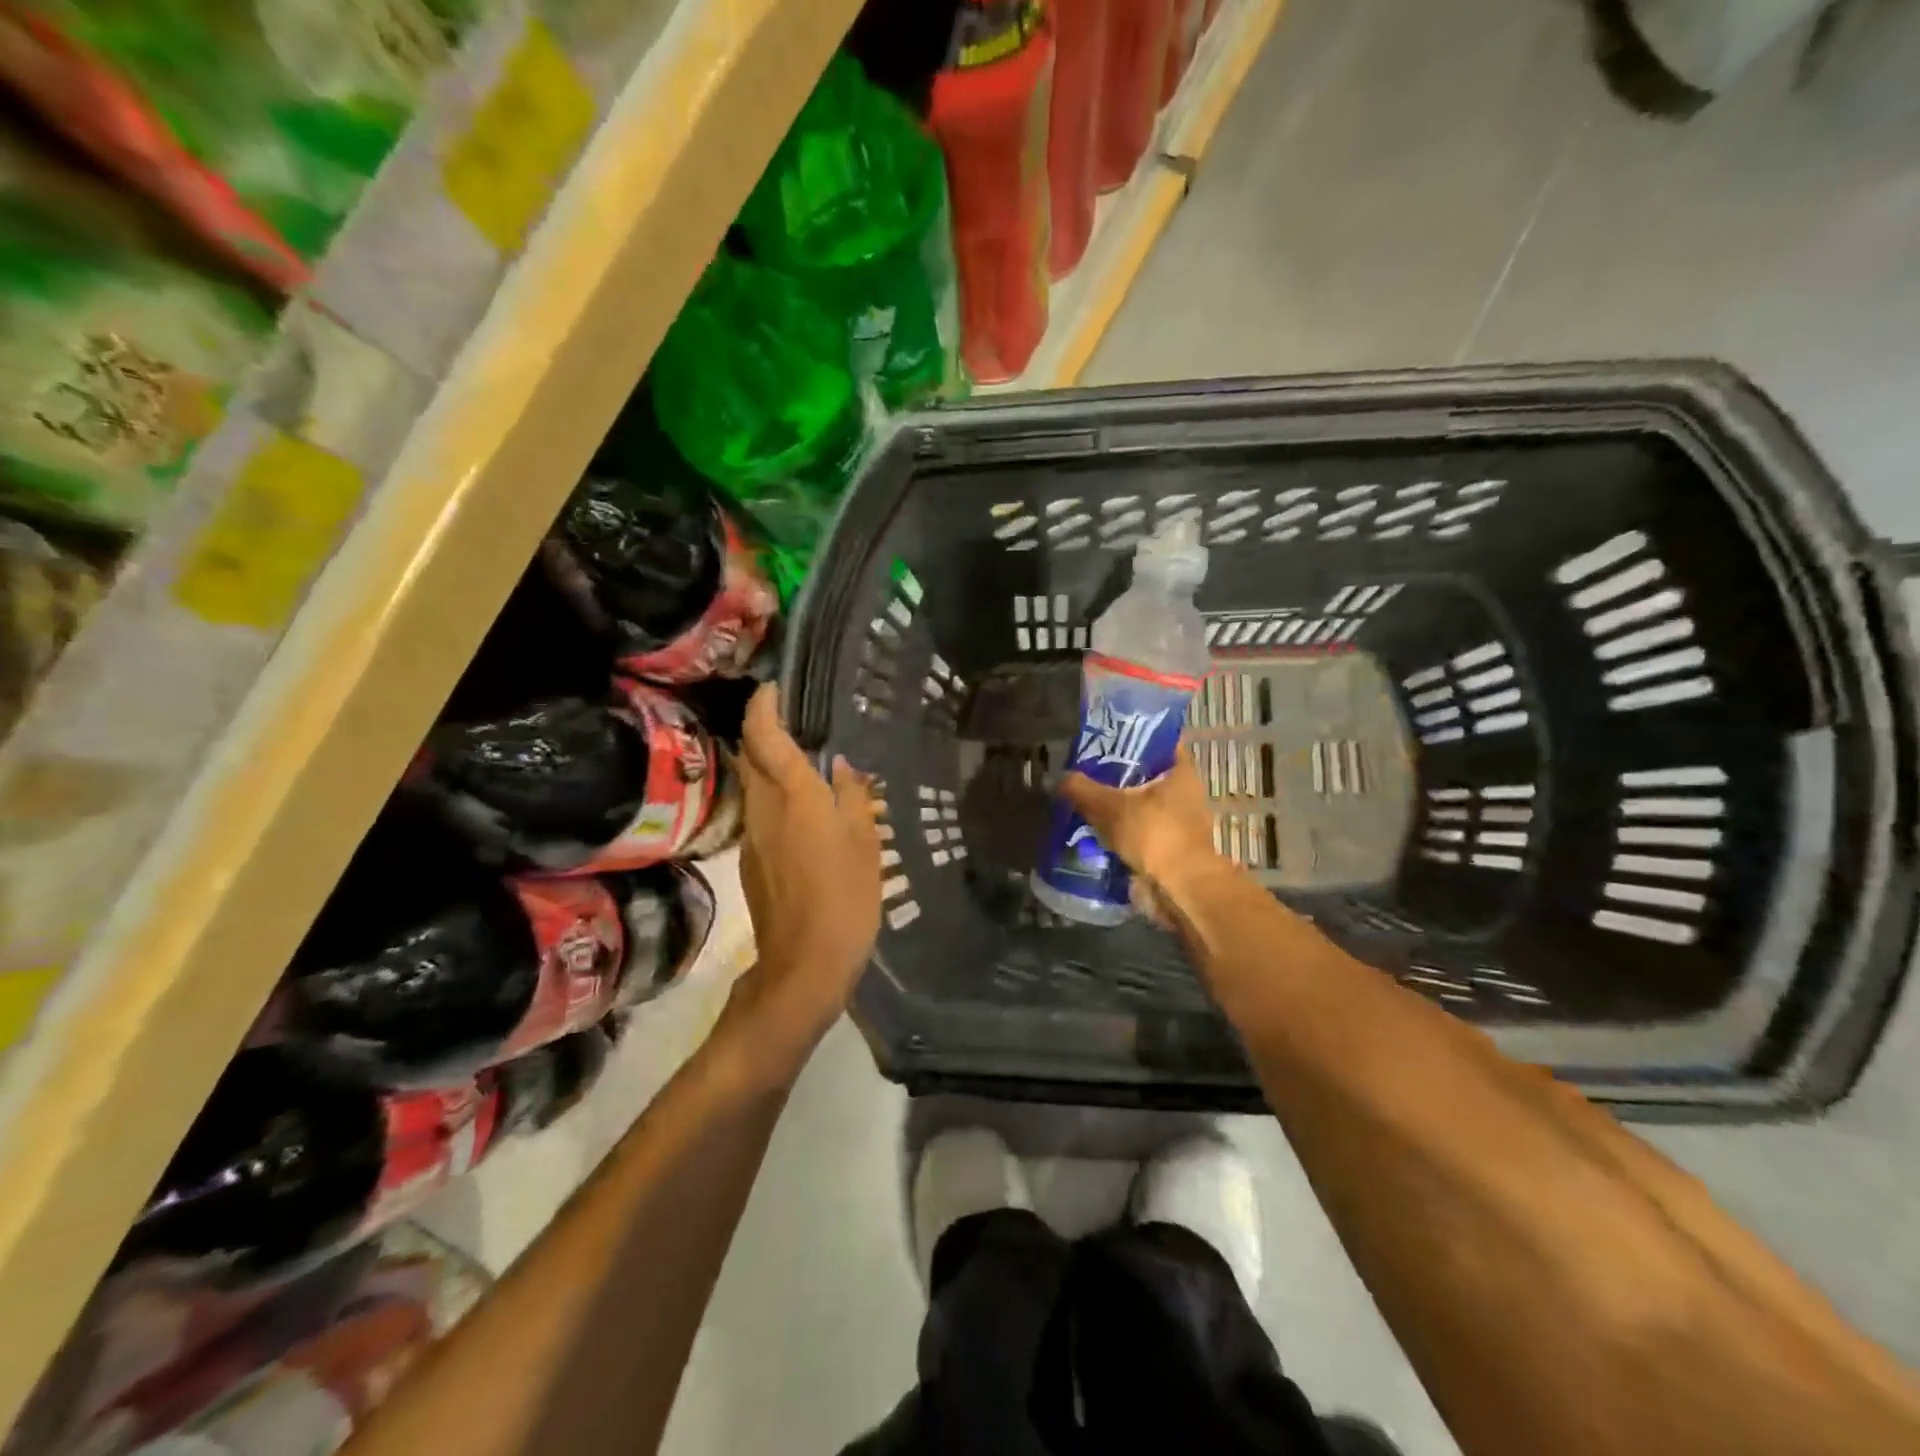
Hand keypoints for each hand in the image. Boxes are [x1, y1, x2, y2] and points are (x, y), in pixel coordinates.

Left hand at [724, 684, 881, 1064]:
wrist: (805, 963)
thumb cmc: (845, 896)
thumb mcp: (865, 841)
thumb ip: (852, 796)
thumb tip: (841, 767)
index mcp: (793, 796)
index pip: (764, 735)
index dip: (764, 705)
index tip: (775, 687)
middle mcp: (764, 808)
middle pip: (751, 755)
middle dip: (764, 729)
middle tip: (796, 720)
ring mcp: (753, 836)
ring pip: (754, 784)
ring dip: (771, 765)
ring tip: (806, 761)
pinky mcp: (752, 861)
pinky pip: (761, 813)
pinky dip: (776, 797)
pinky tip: (805, 809)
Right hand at [1061, 743, 1234, 914]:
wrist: (1179, 889)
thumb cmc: (1154, 835)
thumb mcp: (1110, 806)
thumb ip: (1082, 789)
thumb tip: (1059, 778)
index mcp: (1181, 772)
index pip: (1160, 741)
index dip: (1134, 735)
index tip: (1107, 736)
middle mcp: (1184, 793)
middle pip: (1146, 774)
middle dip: (1118, 774)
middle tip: (1086, 769)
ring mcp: (1178, 823)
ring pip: (1140, 804)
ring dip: (1117, 805)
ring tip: (1084, 800)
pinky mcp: (1168, 848)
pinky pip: (1138, 831)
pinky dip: (1119, 831)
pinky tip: (1093, 829)